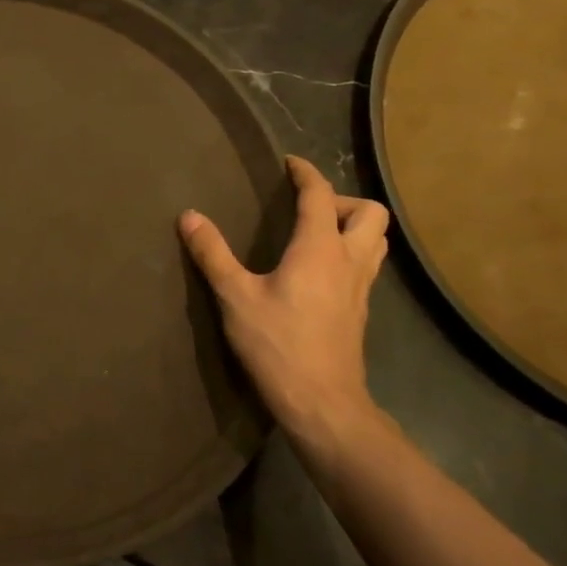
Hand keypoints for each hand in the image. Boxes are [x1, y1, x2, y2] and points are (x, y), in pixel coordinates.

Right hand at [179, 156, 389, 441]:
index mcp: (319, 249)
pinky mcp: (360, 311)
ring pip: (376, 241)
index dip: (307, 174)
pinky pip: (367, 266)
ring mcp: (361, 288)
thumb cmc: (277, 344)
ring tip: (319, 232)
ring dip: (354, 226)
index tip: (290, 163)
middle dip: (342, 200)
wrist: (322, 402)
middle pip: (370, 214)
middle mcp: (349, 261)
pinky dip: (351, 253)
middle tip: (309, 207)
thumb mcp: (235, 297)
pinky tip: (321, 271)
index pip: (321, 196)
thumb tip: (190, 216)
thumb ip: (213, 254)